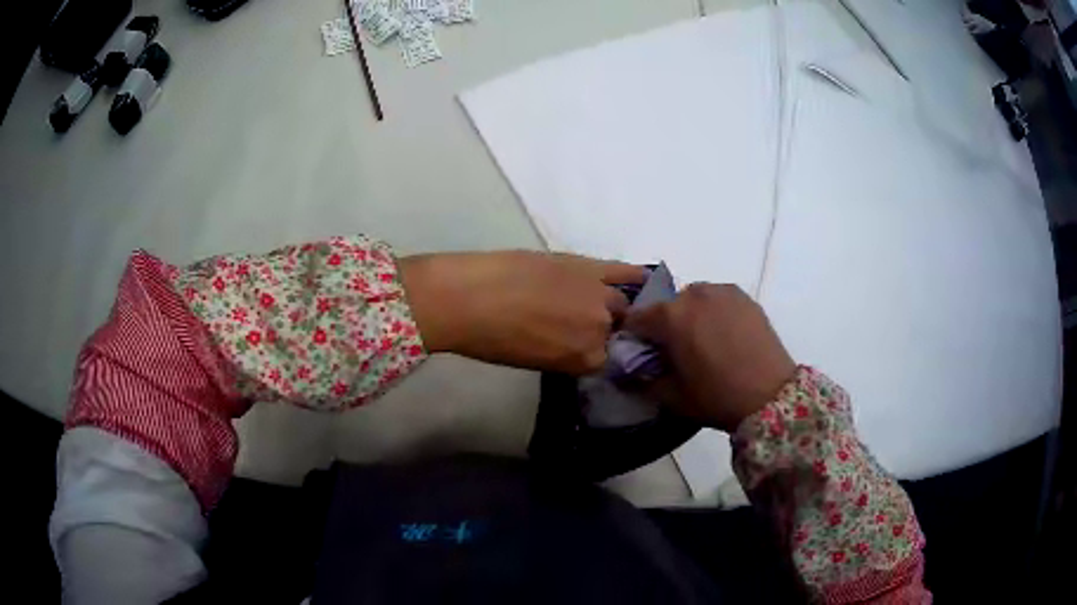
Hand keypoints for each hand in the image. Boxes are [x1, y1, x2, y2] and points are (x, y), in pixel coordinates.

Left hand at [400, 251, 644, 374]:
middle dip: (606, 330)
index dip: (596, 352)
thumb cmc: (490, 339)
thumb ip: (566, 355)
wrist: (466, 297)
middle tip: (580, 323)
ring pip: (623, 303)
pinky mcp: (589, 266)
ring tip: (595, 301)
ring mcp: (599, 295)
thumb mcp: (533, 361)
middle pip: (619, 330)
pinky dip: (635, 276)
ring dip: (615, 305)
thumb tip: (576, 344)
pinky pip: (625, 271)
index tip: (586, 347)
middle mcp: (601, 330)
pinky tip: (644, 278)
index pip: (608, 360)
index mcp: (586, 360)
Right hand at [625, 283, 795, 431]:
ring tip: (704, 339)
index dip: (634, 335)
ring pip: (694, 298)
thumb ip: (645, 379)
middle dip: (665, 324)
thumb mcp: (672, 396)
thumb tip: (634, 370)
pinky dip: (715, 311)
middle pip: (668, 306)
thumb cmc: (717, 397)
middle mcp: (694, 295)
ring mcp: (722, 292)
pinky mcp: (745, 297)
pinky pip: (719, 299)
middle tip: (675, 349)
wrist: (770, 395)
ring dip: (691, 314)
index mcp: (670, 317)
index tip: (639, 351)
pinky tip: (725, 334)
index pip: (637, 318)